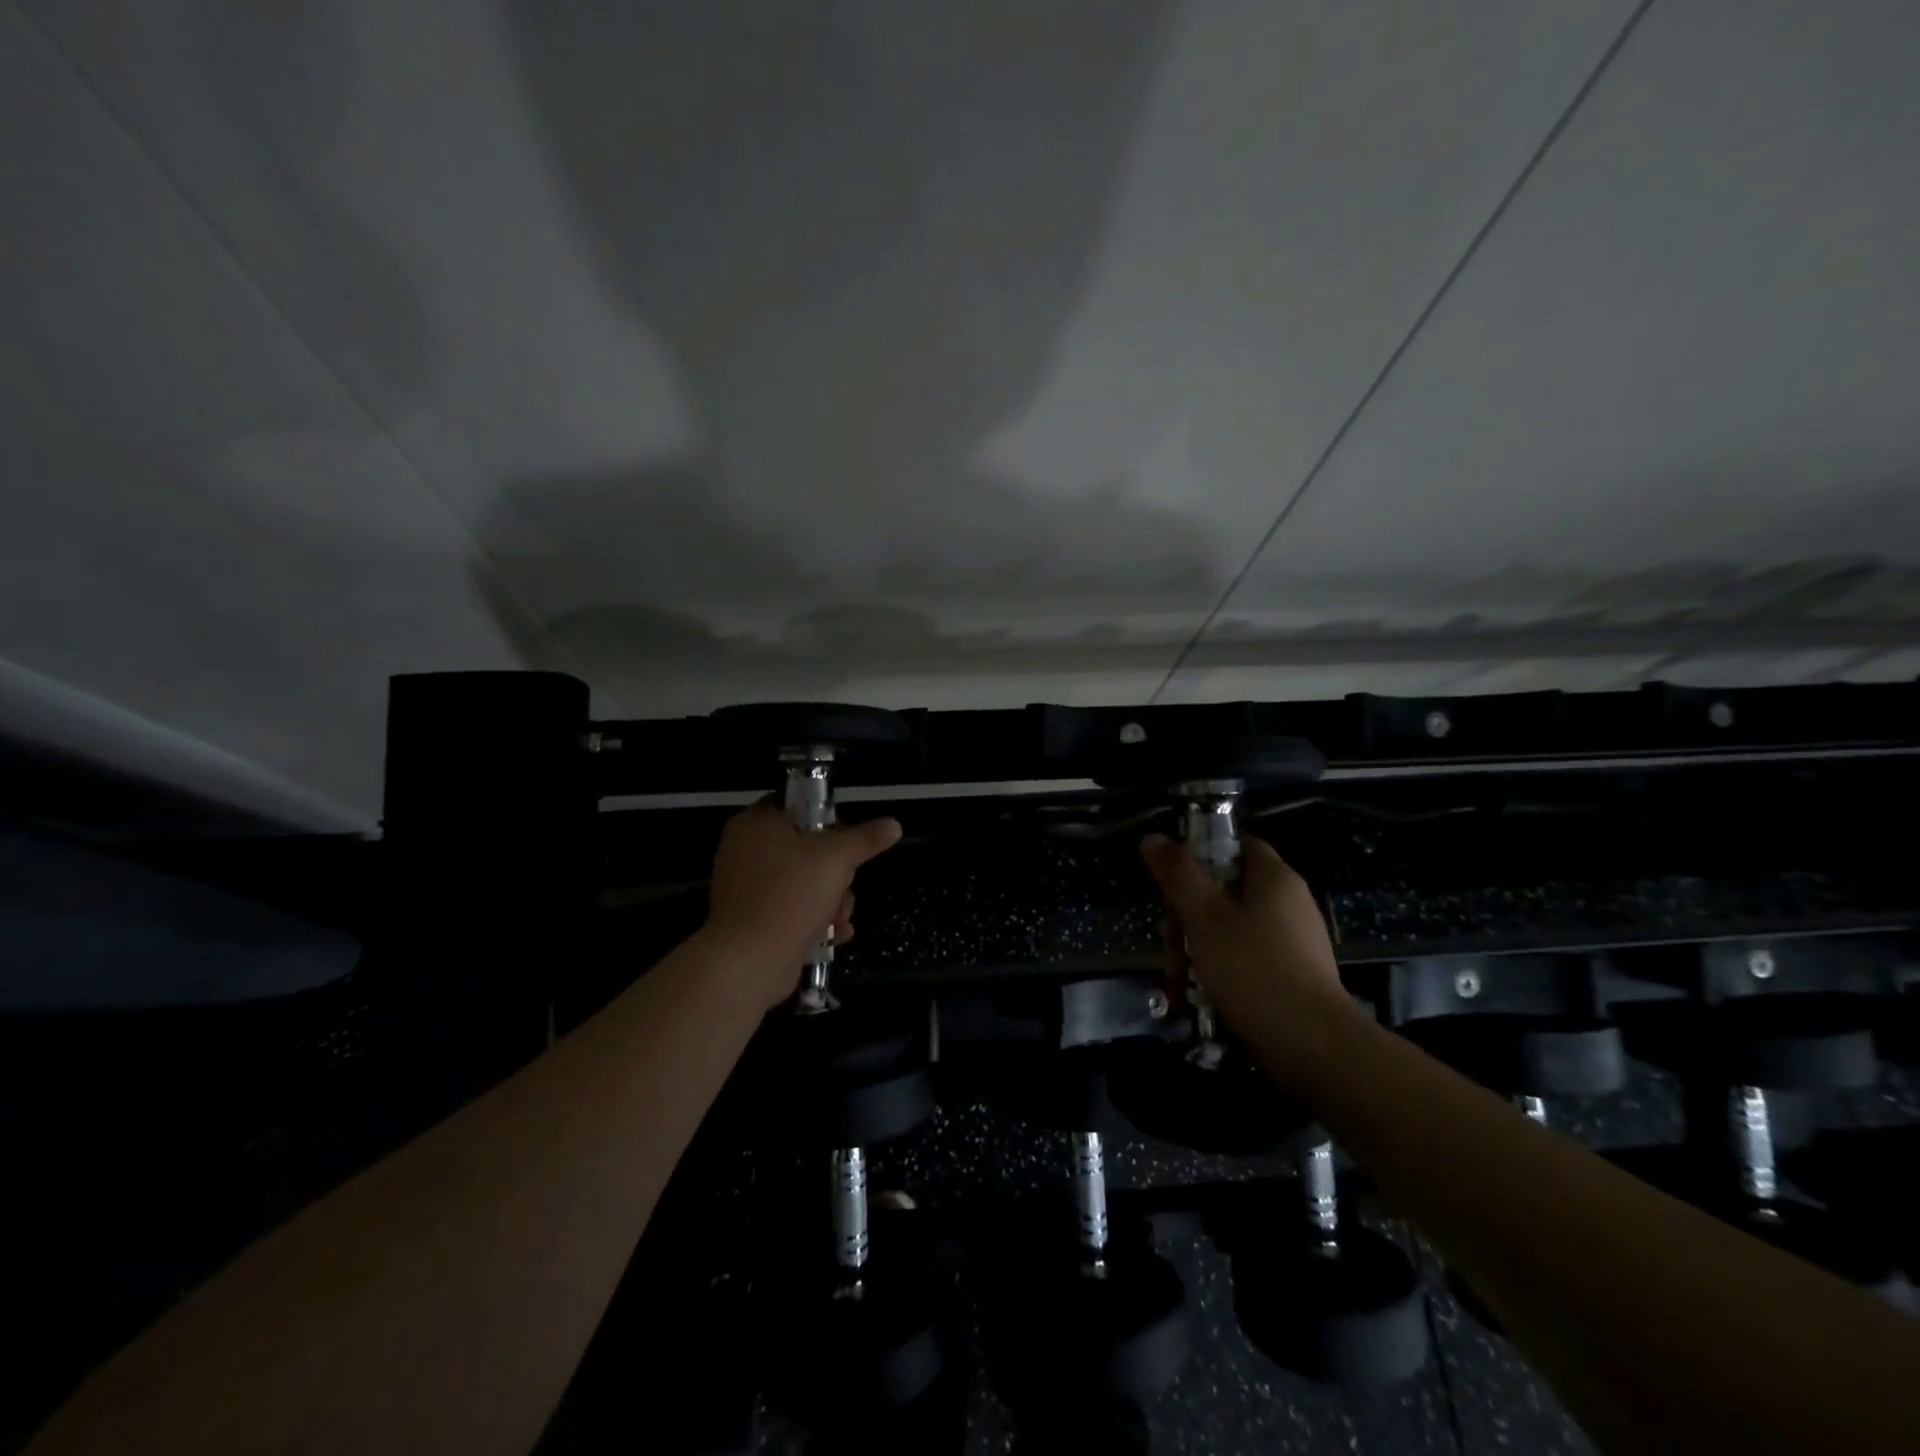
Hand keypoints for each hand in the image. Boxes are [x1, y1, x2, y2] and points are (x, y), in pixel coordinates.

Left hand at [706, 802, 902, 1006]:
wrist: (749, 961)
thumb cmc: (790, 894)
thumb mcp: (837, 858)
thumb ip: (866, 839)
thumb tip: (893, 825)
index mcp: (756, 823)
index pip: (796, 804)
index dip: (826, 817)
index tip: (847, 837)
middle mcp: (746, 851)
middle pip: (805, 848)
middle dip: (837, 872)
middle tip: (846, 884)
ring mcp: (747, 889)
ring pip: (803, 882)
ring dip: (832, 901)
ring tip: (840, 918)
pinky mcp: (753, 921)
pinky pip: (791, 910)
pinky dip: (814, 921)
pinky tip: (835, 935)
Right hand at [1140, 833, 1352, 1077]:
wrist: (1315, 1049)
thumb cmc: (1255, 970)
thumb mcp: (1205, 917)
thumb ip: (1177, 874)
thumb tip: (1152, 838)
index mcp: (1274, 878)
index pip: (1234, 845)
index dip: (1198, 857)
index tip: (1171, 885)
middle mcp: (1287, 904)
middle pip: (1223, 892)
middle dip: (1185, 919)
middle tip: (1170, 947)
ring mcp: (1290, 943)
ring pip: (1227, 931)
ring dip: (1194, 952)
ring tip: (1178, 983)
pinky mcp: (1289, 977)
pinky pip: (1243, 961)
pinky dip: (1217, 974)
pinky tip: (1196, 1000)